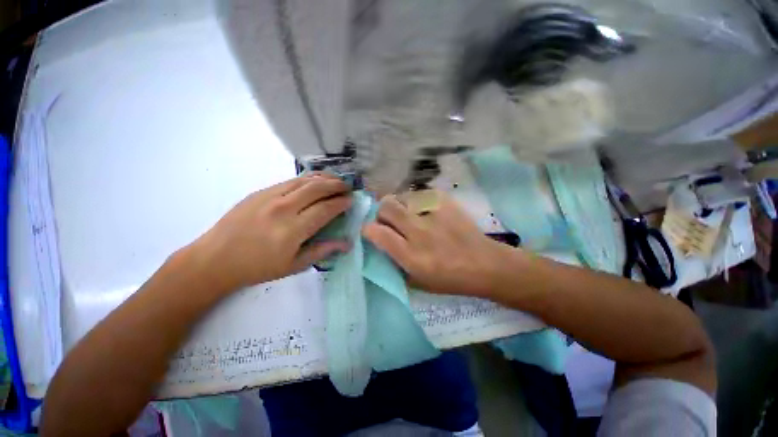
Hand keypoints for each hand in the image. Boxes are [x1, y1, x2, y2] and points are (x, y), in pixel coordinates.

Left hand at [191, 173, 351, 291]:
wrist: (215, 259)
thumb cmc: (258, 267)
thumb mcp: (293, 266)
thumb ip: (322, 251)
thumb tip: (347, 243)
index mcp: (292, 230)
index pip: (325, 209)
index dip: (341, 203)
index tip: (351, 200)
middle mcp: (283, 209)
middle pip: (317, 189)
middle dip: (336, 185)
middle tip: (348, 187)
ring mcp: (270, 197)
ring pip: (304, 180)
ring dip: (324, 178)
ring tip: (336, 179)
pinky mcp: (260, 192)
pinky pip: (290, 181)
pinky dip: (307, 178)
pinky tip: (315, 180)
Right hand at [362, 191, 515, 296]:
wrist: (485, 264)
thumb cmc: (451, 279)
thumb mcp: (417, 282)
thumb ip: (394, 263)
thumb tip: (379, 244)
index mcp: (411, 256)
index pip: (377, 232)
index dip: (368, 229)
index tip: (371, 231)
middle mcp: (420, 232)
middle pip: (387, 207)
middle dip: (382, 212)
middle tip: (389, 220)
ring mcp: (434, 213)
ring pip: (402, 196)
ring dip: (399, 205)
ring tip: (408, 214)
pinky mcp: (446, 202)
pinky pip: (421, 194)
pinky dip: (417, 201)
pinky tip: (425, 211)